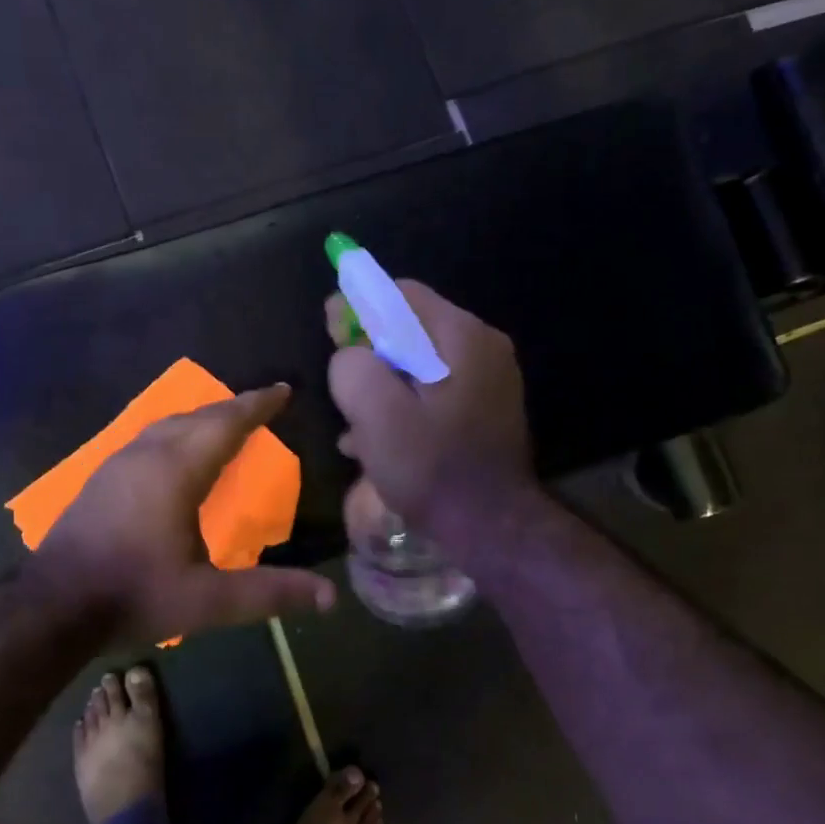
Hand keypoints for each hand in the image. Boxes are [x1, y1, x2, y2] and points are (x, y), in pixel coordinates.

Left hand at [27, 386, 336, 644]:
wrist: (52, 607)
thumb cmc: (136, 595)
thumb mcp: (209, 602)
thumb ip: (269, 593)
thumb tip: (330, 597)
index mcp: (177, 470)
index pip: (226, 423)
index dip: (257, 405)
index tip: (282, 390)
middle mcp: (147, 455)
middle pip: (197, 416)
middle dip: (233, 407)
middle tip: (261, 404)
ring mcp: (118, 463)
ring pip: (168, 424)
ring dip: (202, 418)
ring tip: (225, 423)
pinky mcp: (101, 479)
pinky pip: (149, 438)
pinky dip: (176, 433)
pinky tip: (176, 452)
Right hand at [326, 281, 533, 532]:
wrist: (492, 528)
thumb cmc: (432, 468)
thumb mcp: (377, 414)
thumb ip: (353, 367)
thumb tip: (350, 353)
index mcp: (462, 336)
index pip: (401, 295)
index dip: (359, 309)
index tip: (332, 337)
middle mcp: (483, 347)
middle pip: (410, 331)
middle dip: (371, 358)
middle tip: (345, 395)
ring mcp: (490, 380)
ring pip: (418, 366)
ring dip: (384, 390)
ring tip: (358, 429)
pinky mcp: (487, 410)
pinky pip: (435, 393)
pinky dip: (406, 408)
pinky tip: (381, 444)